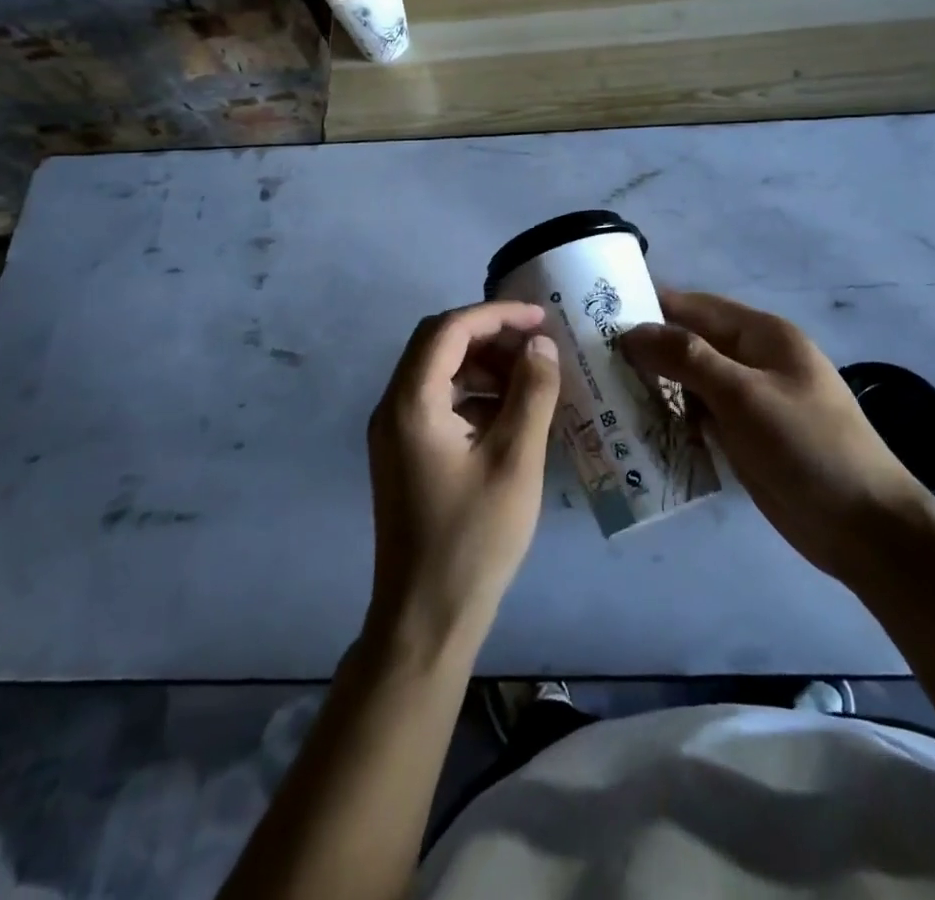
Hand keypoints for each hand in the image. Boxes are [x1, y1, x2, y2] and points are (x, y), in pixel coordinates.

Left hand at [365, 301, 560, 662]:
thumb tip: (541, 345)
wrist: (426, 618)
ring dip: (484, 367)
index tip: (541, 318)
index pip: (449, 330)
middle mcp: (393, 408)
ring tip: (532, 379)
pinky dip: (474, 396)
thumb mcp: (516, 460)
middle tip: (538, 346)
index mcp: (412, 403)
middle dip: (490, 336)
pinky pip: (438, 403)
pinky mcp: (404, 454)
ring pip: (439, 373)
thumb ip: (532, 393)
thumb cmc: (474, 538)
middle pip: (438, 345)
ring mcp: (394, 432)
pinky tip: (511, 415)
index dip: (496, 315)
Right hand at [620, 290, 926, 584]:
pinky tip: (635, 429)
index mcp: (762, 335)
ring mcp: (750, 401)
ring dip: (654, 388)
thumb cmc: (806, 446)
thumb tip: (633, 331)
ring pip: (690, 383)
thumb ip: (687, 358)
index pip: (694, 307)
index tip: (597, 316)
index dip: (649, 307)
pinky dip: (672, 420)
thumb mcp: (744, 395)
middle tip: (589, 361)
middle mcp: (754, 360)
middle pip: (690, 344)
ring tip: (600, 394)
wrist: (865, 527)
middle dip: (645, 351)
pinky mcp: (745, 438)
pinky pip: (699, 418)